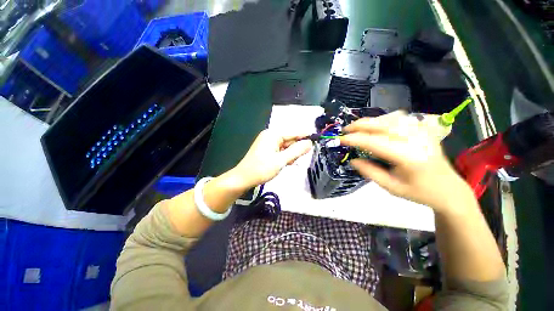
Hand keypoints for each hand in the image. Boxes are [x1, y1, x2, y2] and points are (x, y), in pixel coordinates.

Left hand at [232, 130, 312, 188]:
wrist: (243, 178)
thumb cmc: (261, 169)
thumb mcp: (281, 160)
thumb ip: (296, 151)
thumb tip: (309, 143)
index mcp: (273, 134)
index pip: (293, 132)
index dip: (305, 136)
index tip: (316, 139)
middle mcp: (270, 135)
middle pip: (289, 139)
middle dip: (296, 149)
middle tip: (299, 159)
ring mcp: (267, 142)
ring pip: (285, 146)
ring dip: (290, 154)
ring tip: (290, 163)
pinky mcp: (266, 149)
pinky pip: (280, 150)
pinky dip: (284, 156)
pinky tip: (285, 163)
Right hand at [340, 111, 472, 211]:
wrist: (448, 189)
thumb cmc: (419, 192)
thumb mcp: (390, 187)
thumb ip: (369, 172)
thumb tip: (352, 160)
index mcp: (408, 157)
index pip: (374, 142)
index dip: (354, 139)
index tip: (340, 140)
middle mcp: (416, 139)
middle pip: (382, 124)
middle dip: (360, 125)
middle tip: (345, 130)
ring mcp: (422, 132)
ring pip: (390, 118)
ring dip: (370, 121)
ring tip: (358, 128)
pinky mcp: (423, 129)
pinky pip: (399, 118)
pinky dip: (383, 120)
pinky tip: (377, 126)